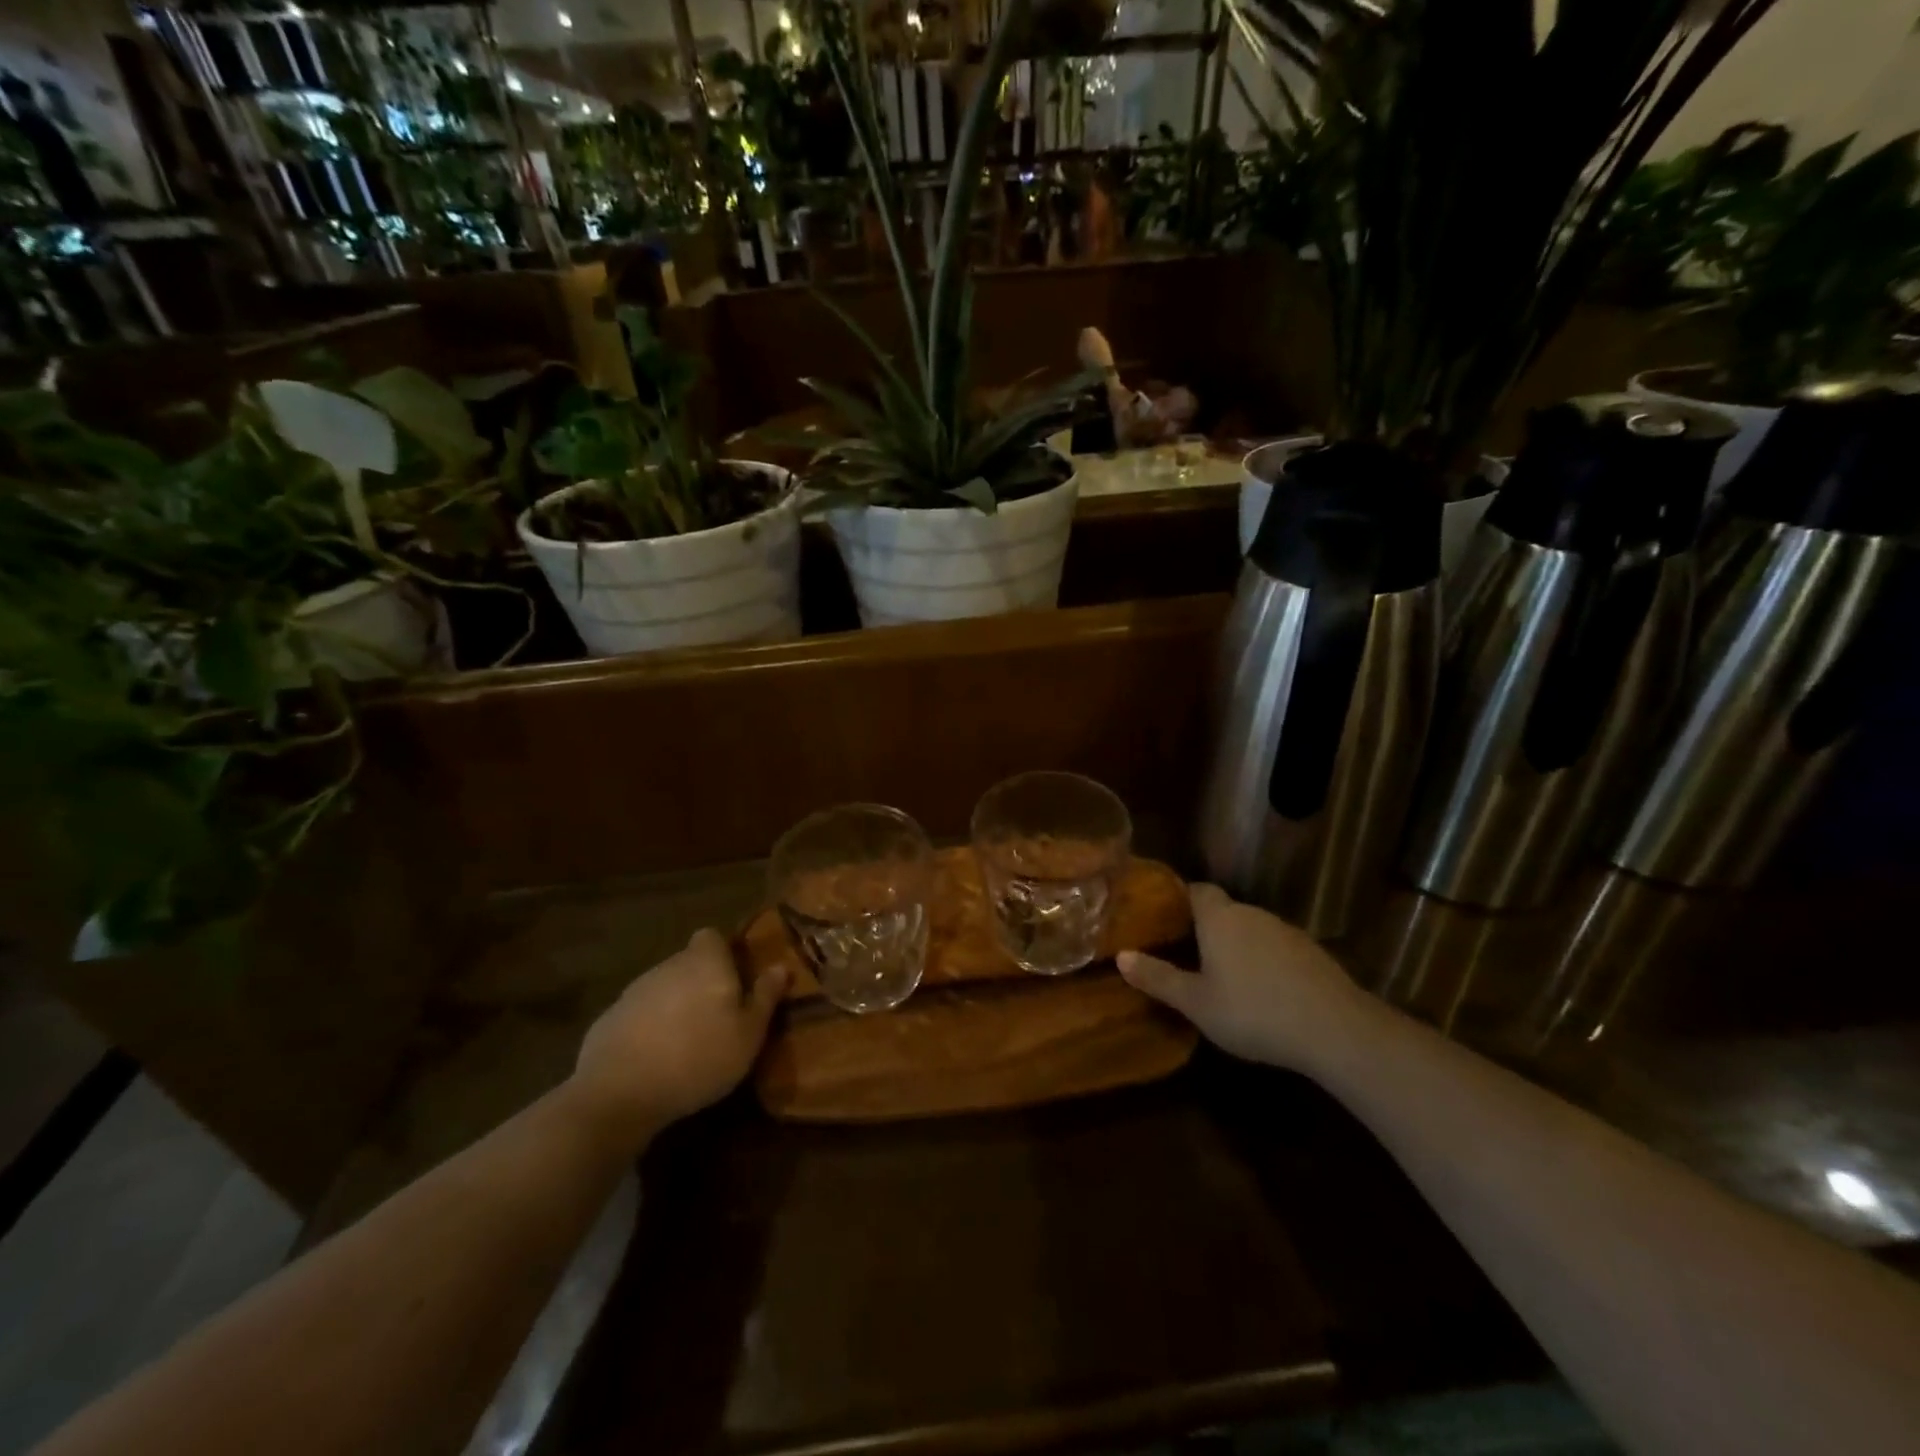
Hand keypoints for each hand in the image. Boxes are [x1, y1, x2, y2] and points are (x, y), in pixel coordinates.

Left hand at [569, 928, 787, 1143]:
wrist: (619, 1093)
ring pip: (665, 988)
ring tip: (687, 1042)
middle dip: (702, 983)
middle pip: (689, 963)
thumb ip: (765, 997)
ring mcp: (635, 990)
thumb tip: (781, 967)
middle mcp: (669, 964)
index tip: (735, 981)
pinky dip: (649, 1028)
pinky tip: (655, 1059)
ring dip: (676, 1006)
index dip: (723, 954)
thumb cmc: (699, 1057)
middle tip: (717, 1018)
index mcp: (705, 961)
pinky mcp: (609, 1018)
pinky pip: (639, 1014)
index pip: (712, 936)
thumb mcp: (748, 1034)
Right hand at [1119, 883, 1375, 1075]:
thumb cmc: (1253, 1012)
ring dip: (1237, 946)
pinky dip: (1265, 962)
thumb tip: (1121, 956)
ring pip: (1251, 930)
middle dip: (1206, 928)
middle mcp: (1251, 914)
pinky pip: (1276, 948)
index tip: (1165, 917)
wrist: (1336, 1029)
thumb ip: (1158, 978)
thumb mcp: (1196, 1003)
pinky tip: (1264, 992)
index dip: (1180, 899)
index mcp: (1219, 918)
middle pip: (1223, 910)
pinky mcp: (1312, 952)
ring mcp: (1286, 931)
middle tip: (1186, 953)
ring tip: (1223, 976)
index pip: (1196, 890)